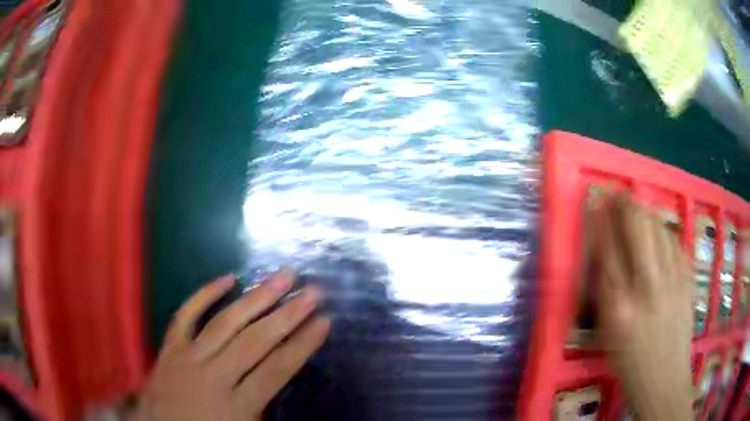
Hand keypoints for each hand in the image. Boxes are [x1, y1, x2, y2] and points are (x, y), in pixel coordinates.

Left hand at [134, 271, 330, 420]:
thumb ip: (264, 411)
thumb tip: (282, 380)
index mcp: (236, 407)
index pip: (277, 370)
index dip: (302, 345)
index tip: (324, 321)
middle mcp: (213, 377)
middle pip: (256, 341)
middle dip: (287, 314)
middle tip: (312, 291)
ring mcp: (188, 357)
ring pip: (226, 322)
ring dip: (256, 298)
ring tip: (282, 276)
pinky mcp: (170, 347)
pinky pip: (186, 315)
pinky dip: (205, 295)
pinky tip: (227, 279)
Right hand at [592, 194, 691, 420]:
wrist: (665, 378)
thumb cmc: (630, 363)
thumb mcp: (607, 335)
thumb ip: (605, 293)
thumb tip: (603, 255)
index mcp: (619, 308)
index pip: (607, 250)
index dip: (601, 220)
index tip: (596, 202)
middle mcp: (647, 287)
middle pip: (636, 227)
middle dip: (624, 204)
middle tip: (617, 195)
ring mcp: (672, 280)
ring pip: (658, 227)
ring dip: (645, 211)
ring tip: (637, 207)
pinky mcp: (687, 278)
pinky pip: (675, 241)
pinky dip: (664, 229)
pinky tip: (658, 230)